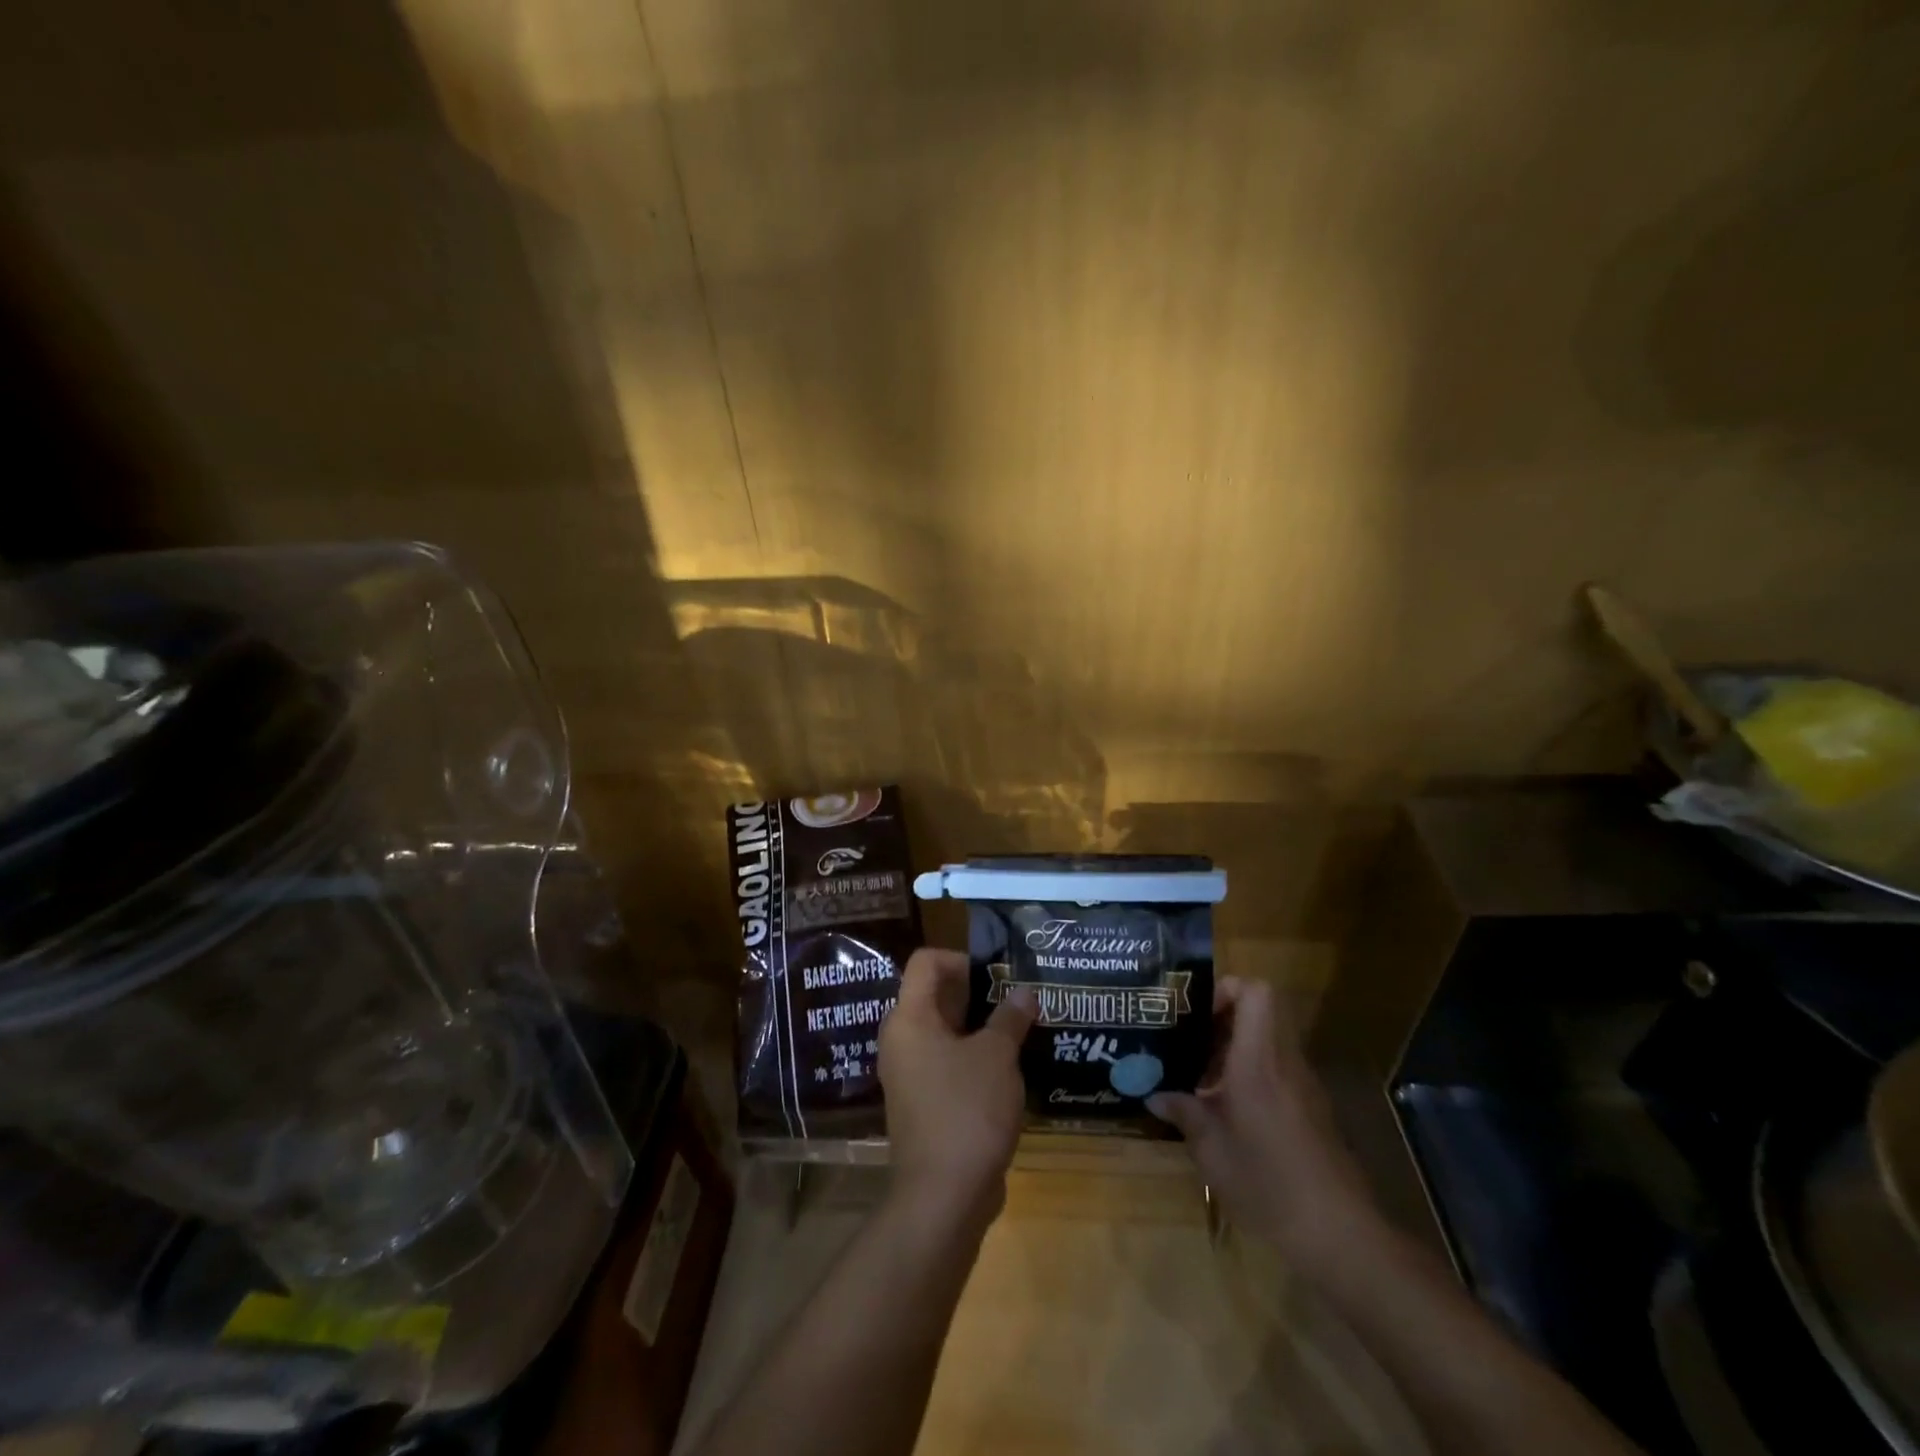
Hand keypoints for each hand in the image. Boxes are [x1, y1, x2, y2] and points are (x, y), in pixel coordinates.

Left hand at [878, 948, 1036, 1229]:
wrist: (943, 1197)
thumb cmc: (966, 1110)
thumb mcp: (996, 1056)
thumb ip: (1009, 1018)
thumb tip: (1023, 993)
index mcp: (909, 1019)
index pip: (926, 963)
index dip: (961, 958)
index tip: (997, 974)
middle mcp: (902, 1041)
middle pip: (936, 996)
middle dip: (978, 993)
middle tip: (1018, 998)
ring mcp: (911, 1075)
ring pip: (946, 1033)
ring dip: (981, 1028)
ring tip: (1021, 1028)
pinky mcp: (925, 1104)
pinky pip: (949, 1065)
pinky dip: (975, 1059)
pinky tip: (1011, 1068)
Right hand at [1147, 977, 1378, 1260]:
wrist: (1339, 1234)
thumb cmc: (1268, 1182)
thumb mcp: (1211, 1150)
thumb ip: (1183, 1113)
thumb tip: (1154, 1095)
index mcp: (1258, 1059)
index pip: (1255, 991)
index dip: (1226, 988)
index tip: (1195, 1012)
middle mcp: (1283, 1061)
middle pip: (1260, 1012)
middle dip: (1221, 1019)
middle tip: (1187, 1042)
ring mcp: (1303, 1085)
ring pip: (1267, 1041)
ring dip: (1234, 1050)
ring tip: (1199, 1078)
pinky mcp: (1312, 1110)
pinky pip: (1277, 1071)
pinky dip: (1251, 1076)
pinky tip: (1228, 1111)